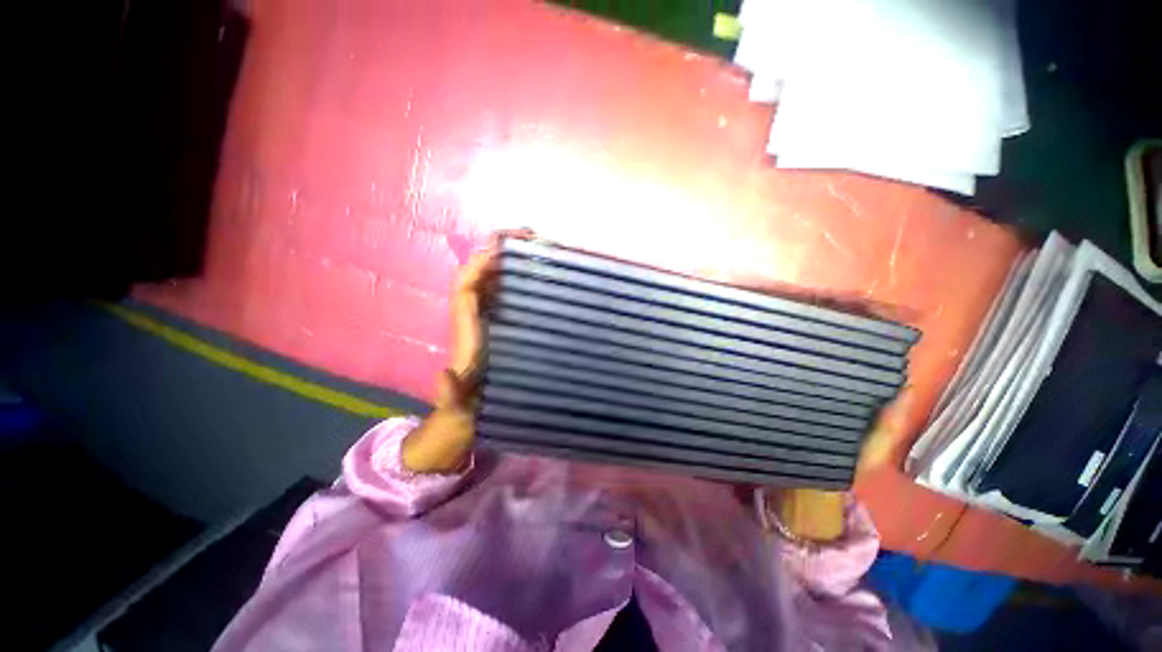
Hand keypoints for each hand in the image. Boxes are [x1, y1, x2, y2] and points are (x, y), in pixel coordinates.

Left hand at [402, 230, 528, 471]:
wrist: (467, 414)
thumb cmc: (463, 406)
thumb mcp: (457, 402)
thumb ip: (451, 392)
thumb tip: (444, 375)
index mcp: (465, 329)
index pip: (465, 288)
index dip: (479, 265)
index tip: (501, 247)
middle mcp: (474, 316)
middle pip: (481, 274)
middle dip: (499, 250)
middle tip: (529, 235)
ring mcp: (488, 318)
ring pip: (494, 281)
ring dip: (511, 260)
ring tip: (537, 246)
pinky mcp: (500, 324)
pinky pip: (506, 294)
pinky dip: (518, 278)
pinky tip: (538, 274)